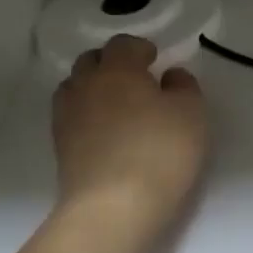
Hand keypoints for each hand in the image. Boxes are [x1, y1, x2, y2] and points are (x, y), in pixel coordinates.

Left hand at [53, 35, 206, 226]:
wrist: (112, 208)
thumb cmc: (159, 152)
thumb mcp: (191, 114)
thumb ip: (184, 86)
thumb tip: (169, 75)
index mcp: (118, 69)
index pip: (122, 44)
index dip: (139, 48)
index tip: (154, 61)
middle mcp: (86, 85)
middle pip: (91, 61)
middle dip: (111, 63)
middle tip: (134, 80)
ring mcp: (67, 116)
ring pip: (75, 87)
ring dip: (93, 88)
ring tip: (116, 105)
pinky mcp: (60, 147)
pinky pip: (71, 116)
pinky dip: (85, 115)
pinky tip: (104, 132)